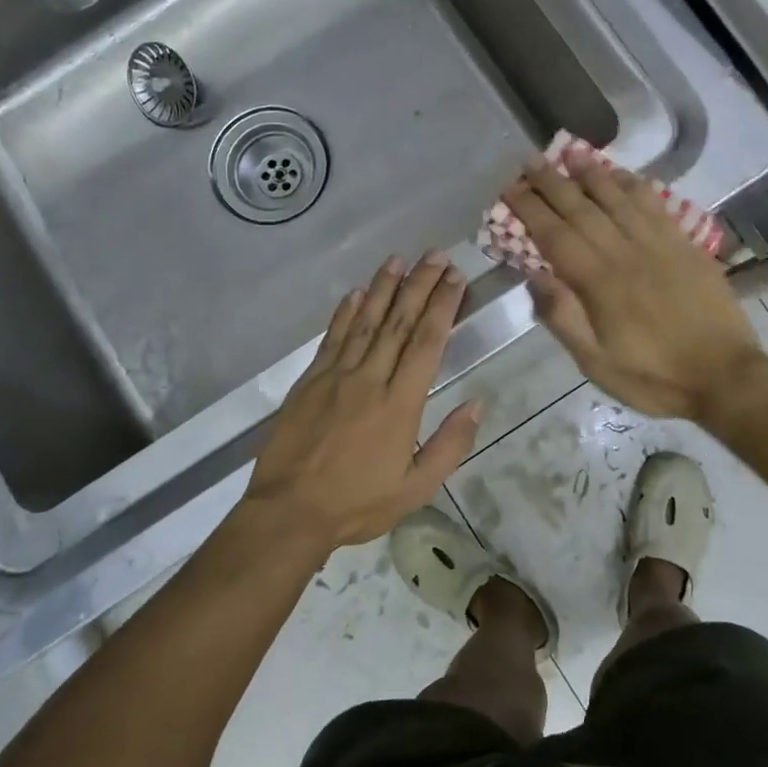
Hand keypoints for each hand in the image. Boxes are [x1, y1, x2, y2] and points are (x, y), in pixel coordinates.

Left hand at [242, 253, 481, 555]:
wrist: (289, 511)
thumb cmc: (357, 503)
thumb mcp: (416, 488)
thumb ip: (451, 445)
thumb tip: (478, 404)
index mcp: (400, 404)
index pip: (426, 343)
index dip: (442, 306)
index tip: (455, 278)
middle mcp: (369, 379)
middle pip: (399, 322)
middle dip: (420, 285)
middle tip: (436, 255)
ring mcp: (336, 375)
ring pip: (365, 321)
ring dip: (383, 287)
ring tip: (399, 259)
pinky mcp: (310, 380)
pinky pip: (332, 338)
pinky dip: (345, 313)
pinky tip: (356, 293)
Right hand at [503, 152, 767, 420]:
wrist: (725, 377)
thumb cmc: (653, 377)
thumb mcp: (596, 364)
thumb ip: (563, 318)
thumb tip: (535, 276)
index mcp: (599, 283)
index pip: (555, 235)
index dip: (530, 209)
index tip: (509, 188)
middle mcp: (626, 253)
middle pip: (582, 208)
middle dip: (552, 182)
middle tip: (529, 160)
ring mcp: (660, 245)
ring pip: (619, 198)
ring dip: (592, 173)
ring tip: (571, 152)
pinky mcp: (686, 246)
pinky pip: (656, 206)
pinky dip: (635, 186)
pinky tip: (623, 175)